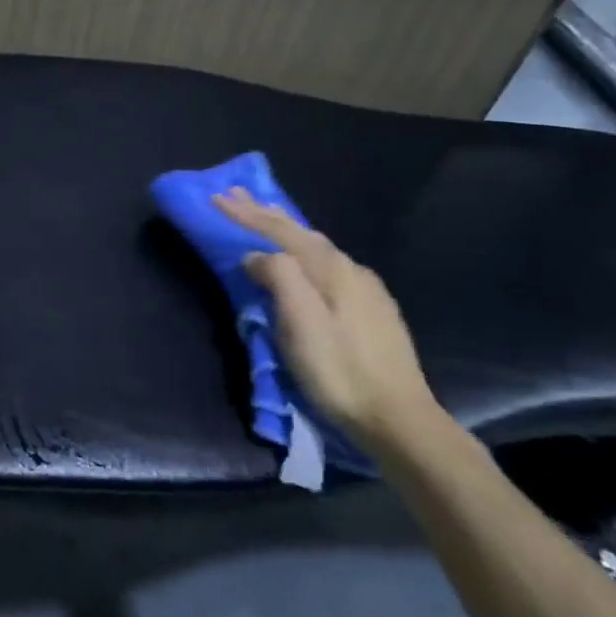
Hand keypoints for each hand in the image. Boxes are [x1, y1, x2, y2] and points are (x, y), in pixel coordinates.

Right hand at [212, 189, 439, 453]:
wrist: (399, 421)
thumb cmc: (340, 372)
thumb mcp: (300, 324)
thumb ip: (278, 278)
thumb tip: (256, 256)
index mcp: (331, 269)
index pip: (280, 231)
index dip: (246, 214)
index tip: (216, 197)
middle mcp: (351, 270)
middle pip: (301, 232)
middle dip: (265, 213)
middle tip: (235, 195)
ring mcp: (367, 290)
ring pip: (317, 248)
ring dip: (285, 230)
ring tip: (265, 217)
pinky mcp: (374, 311)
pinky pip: (329, 265)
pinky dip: (304, 251)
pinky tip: (305, 260)